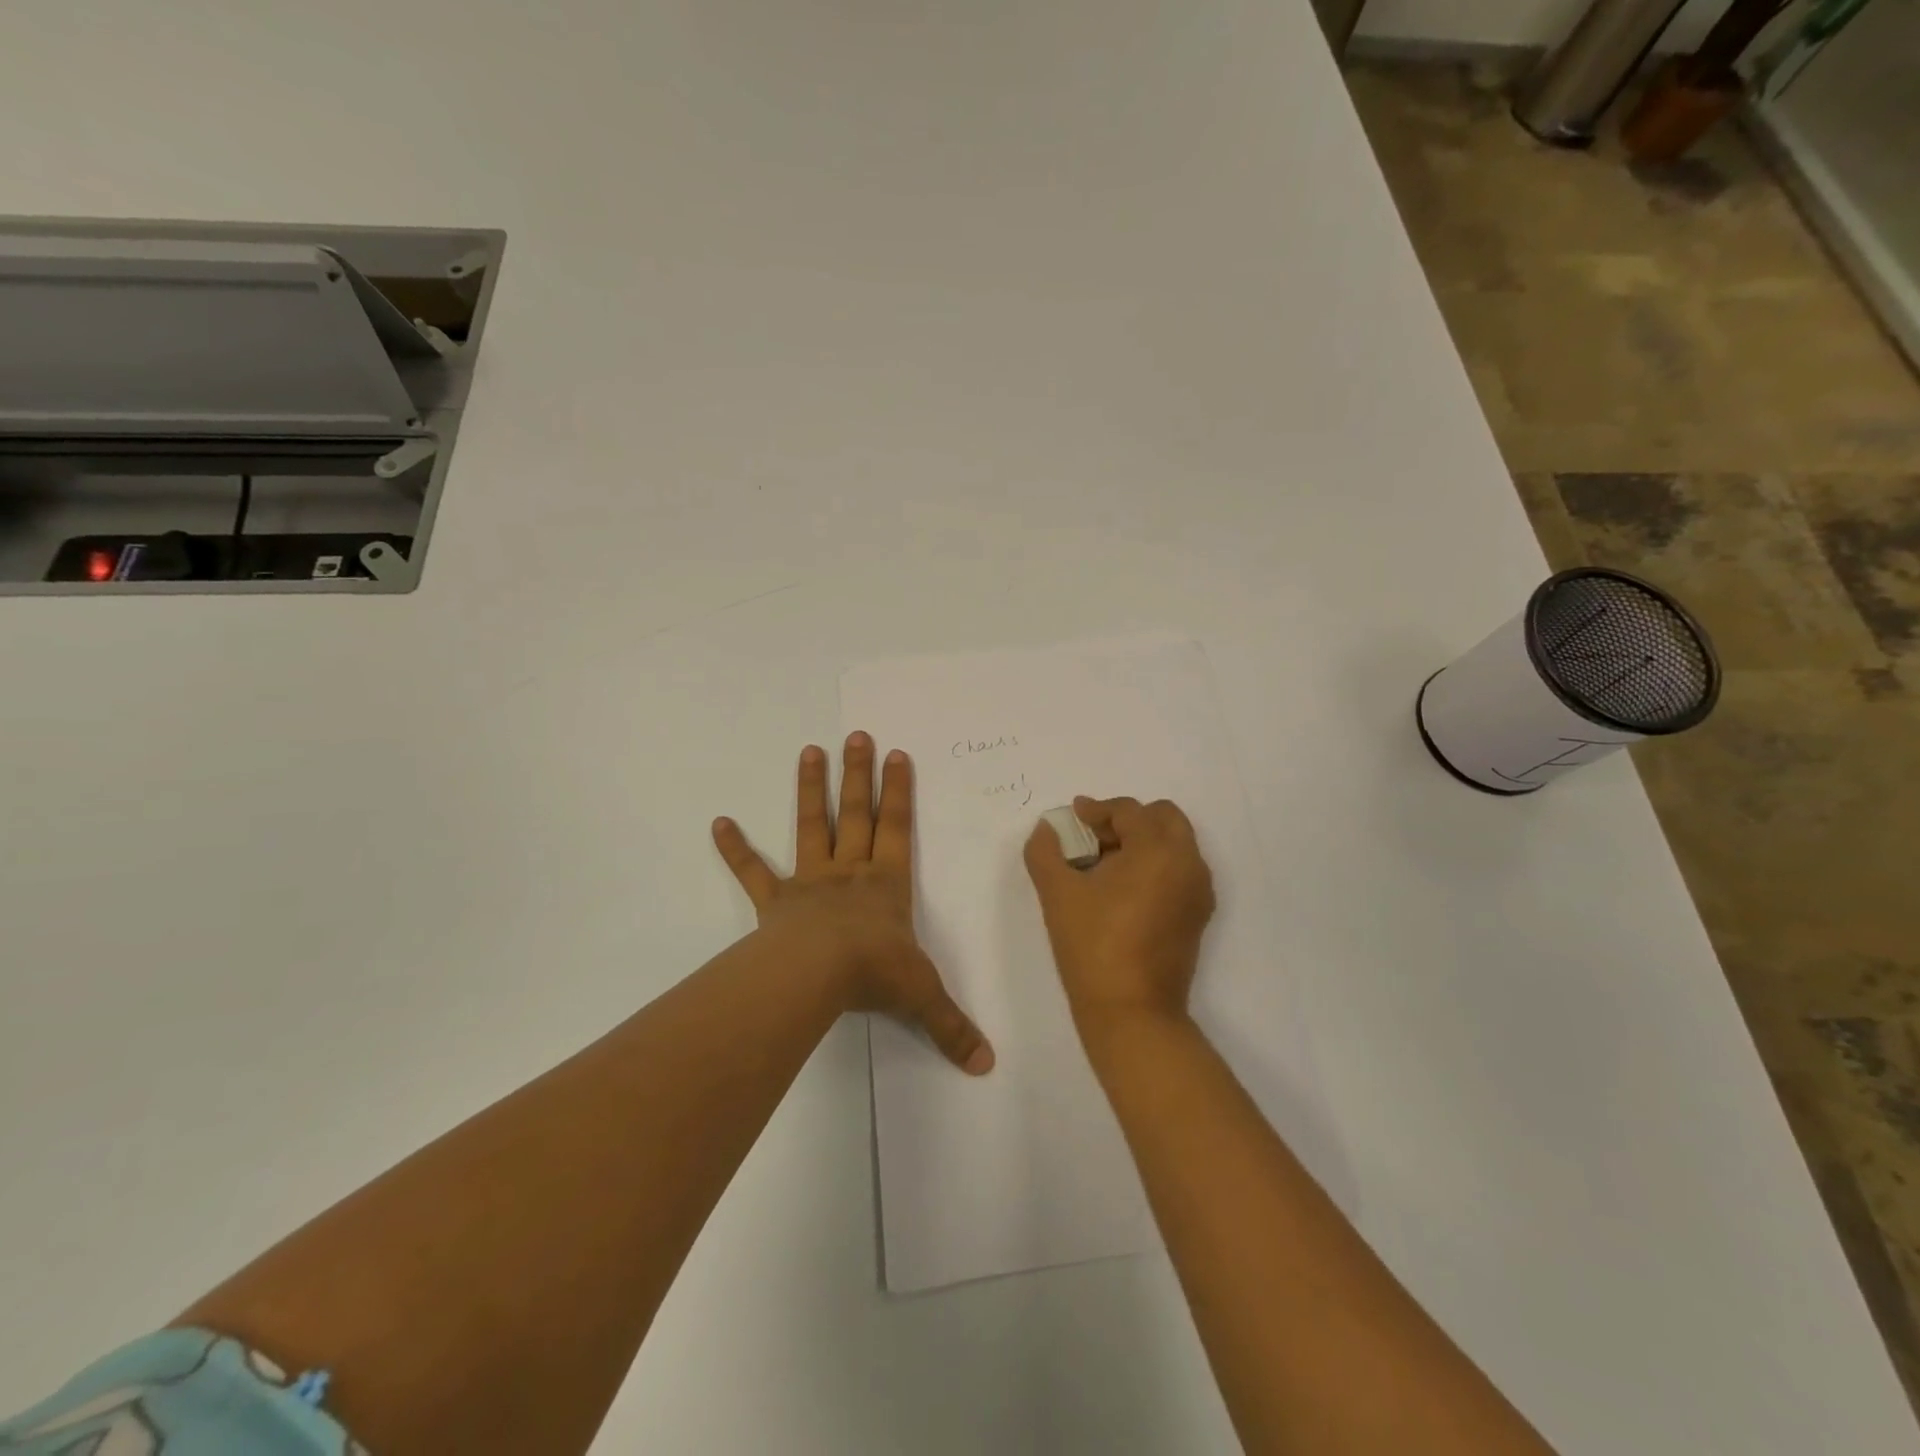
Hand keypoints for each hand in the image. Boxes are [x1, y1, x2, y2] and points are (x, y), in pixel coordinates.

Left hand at [713, 733, 994, 1075]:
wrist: (817, 975)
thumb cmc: (874, 973)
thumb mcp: (922, 998)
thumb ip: (952, 1027)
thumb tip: (988, 1066)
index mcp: (886, 884)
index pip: (898, 827)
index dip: (899, 791)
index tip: (897, 754)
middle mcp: (849, 872)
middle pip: (857, 813)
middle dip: (858, 775)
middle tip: (856, 735)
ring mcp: (809, 882)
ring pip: (812, 826)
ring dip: (810, 790)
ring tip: (809, 750)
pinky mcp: (775, 901)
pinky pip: (753, 871)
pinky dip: (735, 848)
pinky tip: (718, 822)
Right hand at [1023, 796, 1215, 1032]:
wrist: (1131, 1012)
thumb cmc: (1093, 945)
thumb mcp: (1057, 893)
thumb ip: (1045, 851)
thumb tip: (1047, 828)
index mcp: (1158, 850)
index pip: (1129, 811)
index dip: (1096, 810)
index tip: (1072, 819)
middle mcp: (1188, 863)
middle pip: (1163, 818)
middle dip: (1128, 820)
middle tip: (1093, 838)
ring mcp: (1198, 891)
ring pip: (1174, 844)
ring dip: (1142, 841)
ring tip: (1104, 865)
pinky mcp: (1198, 915)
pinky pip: (1179, 871)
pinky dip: (1155, 865)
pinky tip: (1122, 890)